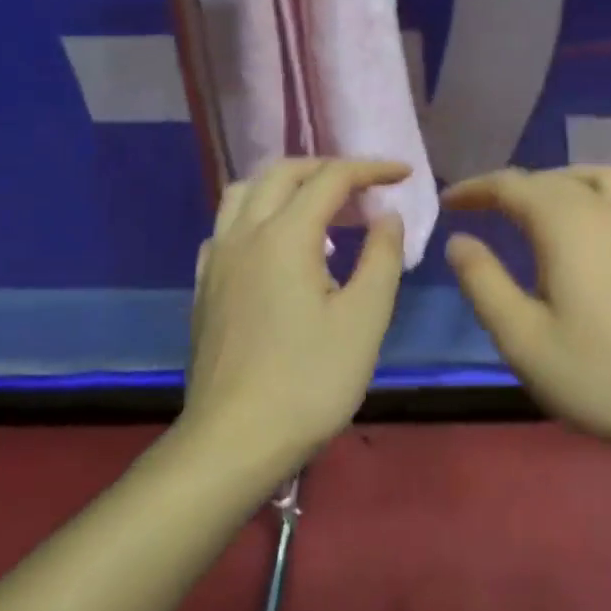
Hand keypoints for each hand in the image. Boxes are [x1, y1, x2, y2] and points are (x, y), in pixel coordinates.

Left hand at [184, 158, 408, 465]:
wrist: (234, 442)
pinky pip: (227, 226)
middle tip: (365, 186)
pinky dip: (257, 214)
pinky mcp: (205, 286)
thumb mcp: (365, 318)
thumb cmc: (310, 381)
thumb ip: (381, 256)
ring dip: (287, 184)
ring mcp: (218, 259)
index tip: (405, 175)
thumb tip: (387, 215)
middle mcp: (245, 233)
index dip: (372, 169)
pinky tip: (275, 245)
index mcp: (286, 235)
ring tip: (319, 205)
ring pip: (246, 192)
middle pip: (284, 173)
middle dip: (329, 168)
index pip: (331, 178)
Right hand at [441, 166, 610, 455]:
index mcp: (567, 224)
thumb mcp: (524, 340)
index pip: (512, 185)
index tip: (449, 202)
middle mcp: (605, 210)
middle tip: (480, 211)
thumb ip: (484, 283)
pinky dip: (586, 197)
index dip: (476, 189)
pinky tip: (584, 238)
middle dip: (509, 188)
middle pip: (549, 179)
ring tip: (531, 211)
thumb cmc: (603, 375)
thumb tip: (460, 241)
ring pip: (590, 179)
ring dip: (553, 184)